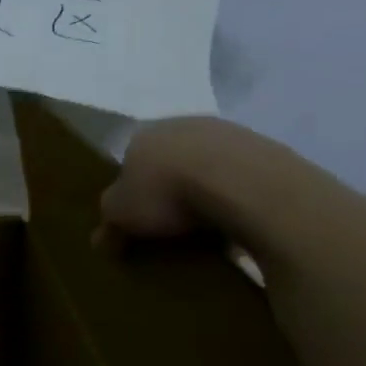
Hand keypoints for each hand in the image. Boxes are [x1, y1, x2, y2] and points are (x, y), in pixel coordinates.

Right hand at [92, 117, 236, 254]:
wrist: (242, 183)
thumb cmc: (167, 193)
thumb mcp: (121, 215)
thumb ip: (108, 224)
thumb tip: (100, 241)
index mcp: (142, 135)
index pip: (129, 162)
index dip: (132, 191)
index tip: (137, 220)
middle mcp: (182, 124)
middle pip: (169, 161)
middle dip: (169, 189)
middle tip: (171, 224)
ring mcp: (227, 133)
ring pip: (207, 166)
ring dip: (206, 191)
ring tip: (207, 228)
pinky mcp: (265, 148)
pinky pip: (241, 177)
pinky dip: (237, 196)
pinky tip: (238, 221)